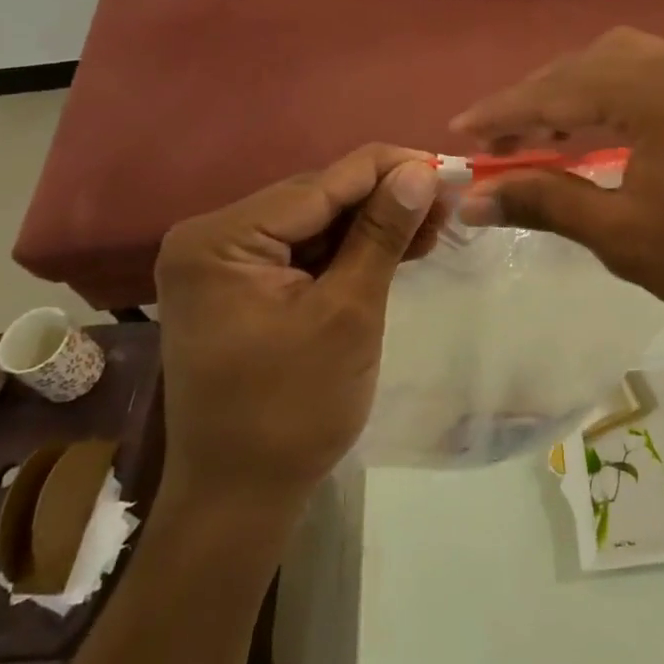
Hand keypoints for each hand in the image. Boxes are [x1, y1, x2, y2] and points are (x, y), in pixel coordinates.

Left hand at [152, 145, 440, 510]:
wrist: (242, 498)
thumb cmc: (293, 410)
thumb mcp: (348, 313)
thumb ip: (382, 234)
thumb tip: (422, 171)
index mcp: (221, 240)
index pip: (320, 184)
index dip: (389, 169)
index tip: (448, 165)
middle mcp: (213, 238)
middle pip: (317, 199)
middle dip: (385, 198)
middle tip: (449, 199)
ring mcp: (225, 263)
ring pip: (317, 223)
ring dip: (374, 224)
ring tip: (436, 221)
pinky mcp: (243, 285)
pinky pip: (305, 252)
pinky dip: (351, 251)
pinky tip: (399, 244)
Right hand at [450, 28, 663, 339]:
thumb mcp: (621, 235)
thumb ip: (544, 202)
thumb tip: (472, 198)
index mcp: (654, 90)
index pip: (556, 91)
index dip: (501, 113)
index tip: (457, 132)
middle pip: (585, 65)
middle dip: (534, 99)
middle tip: (495, 140)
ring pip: (618, 63)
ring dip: (571, 92)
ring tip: (537, 133)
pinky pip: (649, 73)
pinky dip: (609, 94)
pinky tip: (595, 126)